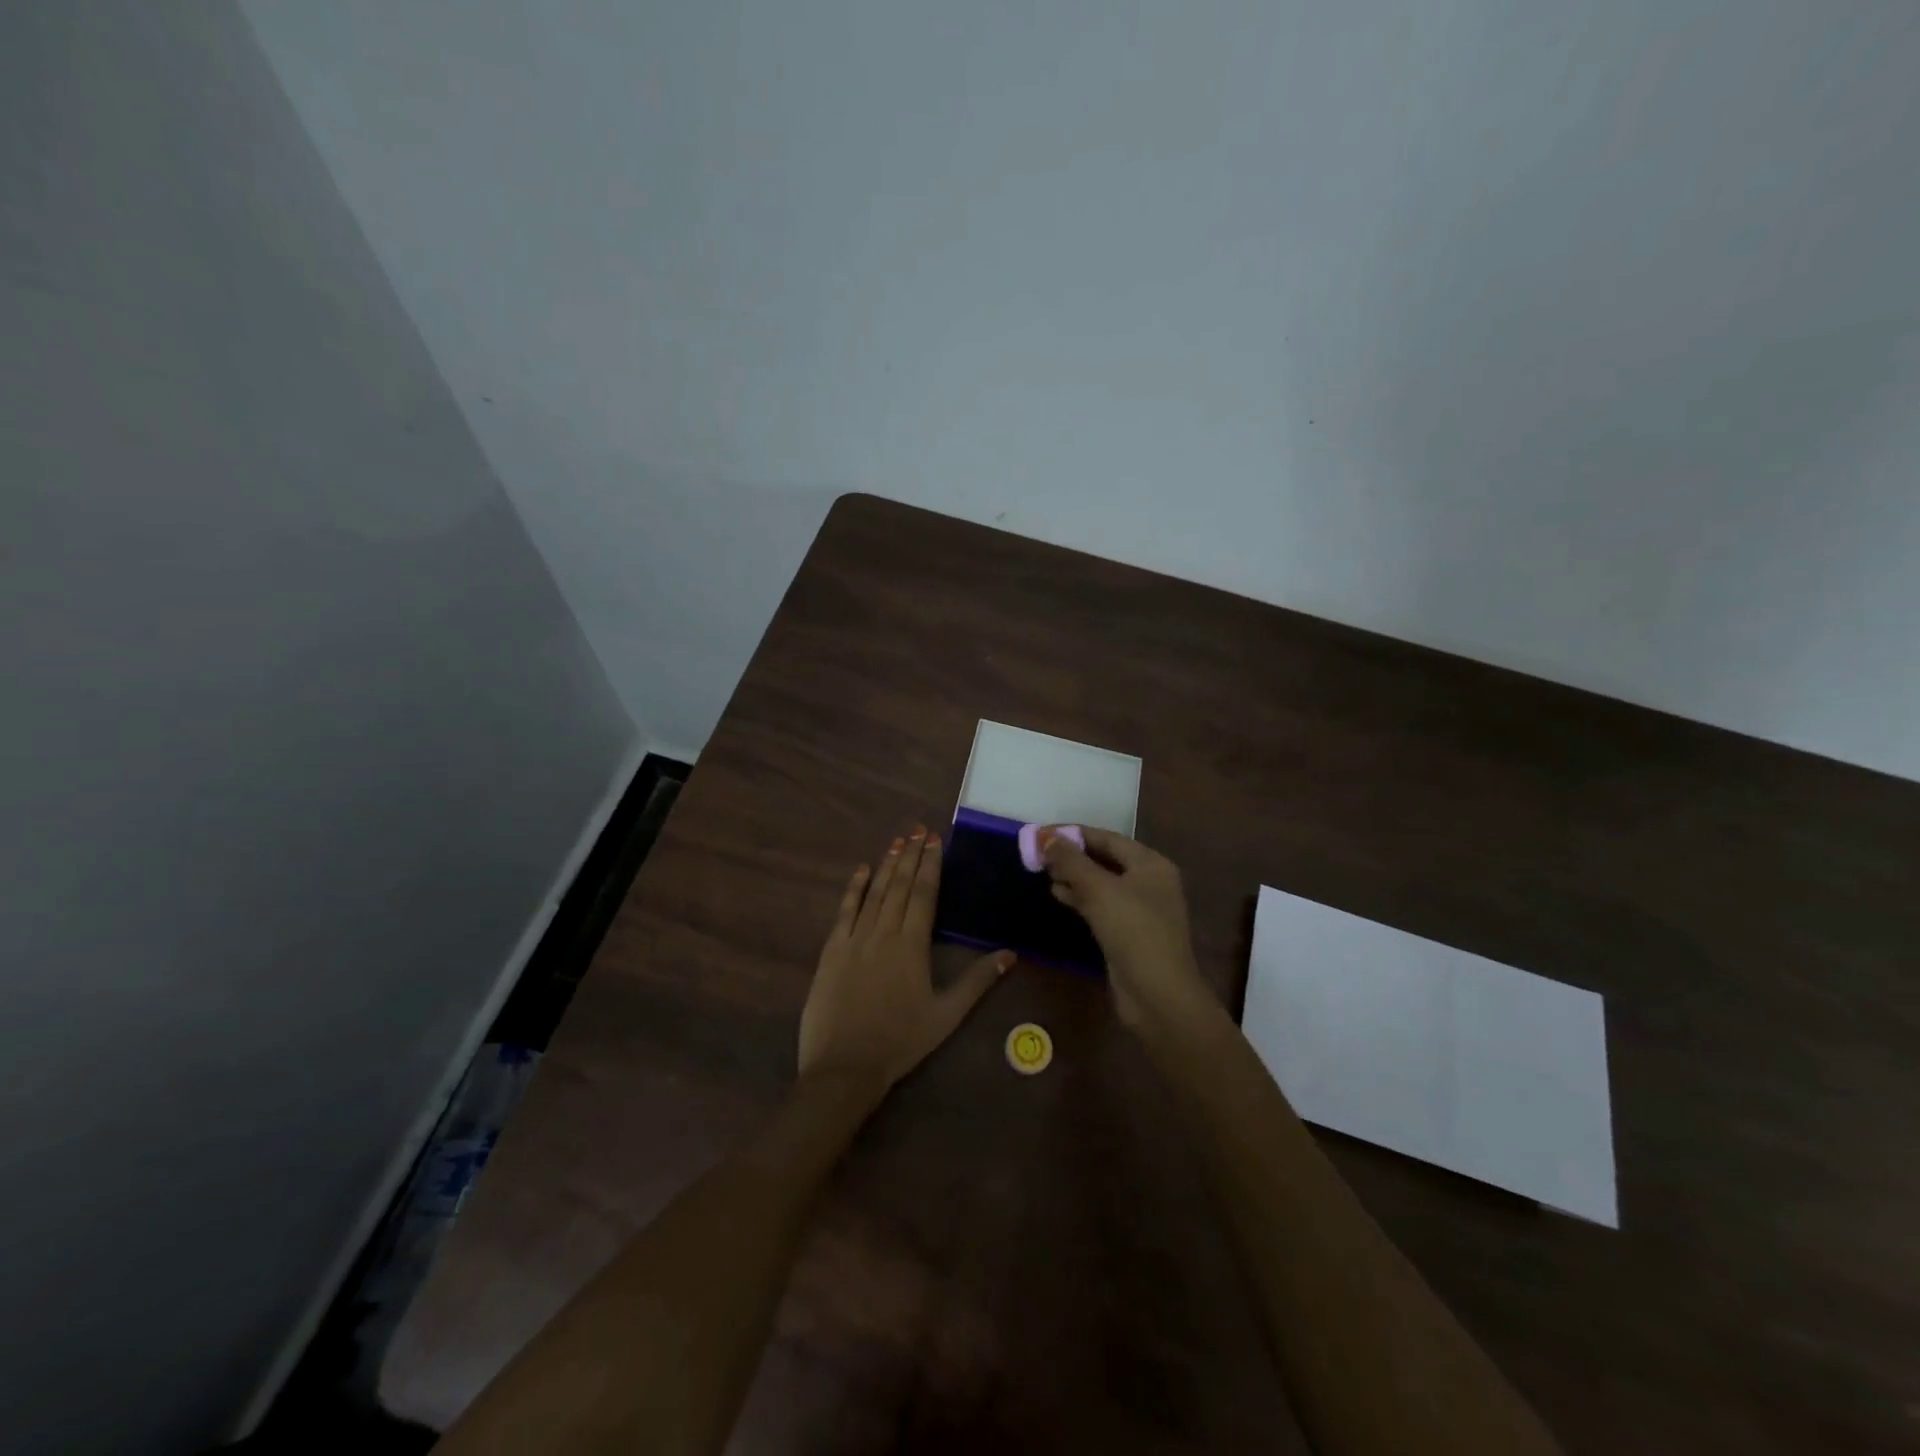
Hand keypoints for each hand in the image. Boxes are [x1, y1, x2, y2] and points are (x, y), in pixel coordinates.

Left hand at [799, 826, 1012, 1089]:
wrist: (845, 1066)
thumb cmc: (901, 1041)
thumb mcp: (946, 1014)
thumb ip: (977, 980)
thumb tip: (1010, 953)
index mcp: (912, 945)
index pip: (924, 894)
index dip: (930, 864)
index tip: (934, 840)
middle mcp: (884, 932)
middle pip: (900, 886)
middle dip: (910, 855)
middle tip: (918, 829)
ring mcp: (854, 939)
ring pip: (874, 892)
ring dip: (887, 865)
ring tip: (897, 841)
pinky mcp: (831, 951)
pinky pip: (844, 911)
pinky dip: (854, 888)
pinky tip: (861, 870)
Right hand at [1043, 827, 1209, 1027]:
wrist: (1157, 995)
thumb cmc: (1133, 931)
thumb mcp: (1099, 890)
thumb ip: (1071, 861)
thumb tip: (1045, 837)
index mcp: (1151, 864)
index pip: (1108, 838)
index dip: (1074, 833)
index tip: (1042, 833)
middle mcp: (1149, 882)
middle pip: (1105, 859)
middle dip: (1072, 855)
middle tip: (1039, 854)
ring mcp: (1140, 909)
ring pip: (1101, 883)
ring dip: (1074, 876)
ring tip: (1043, 872)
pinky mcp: (1128, 932)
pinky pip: (1101, 905)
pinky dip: (1080, 898)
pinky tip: (1058, 895)